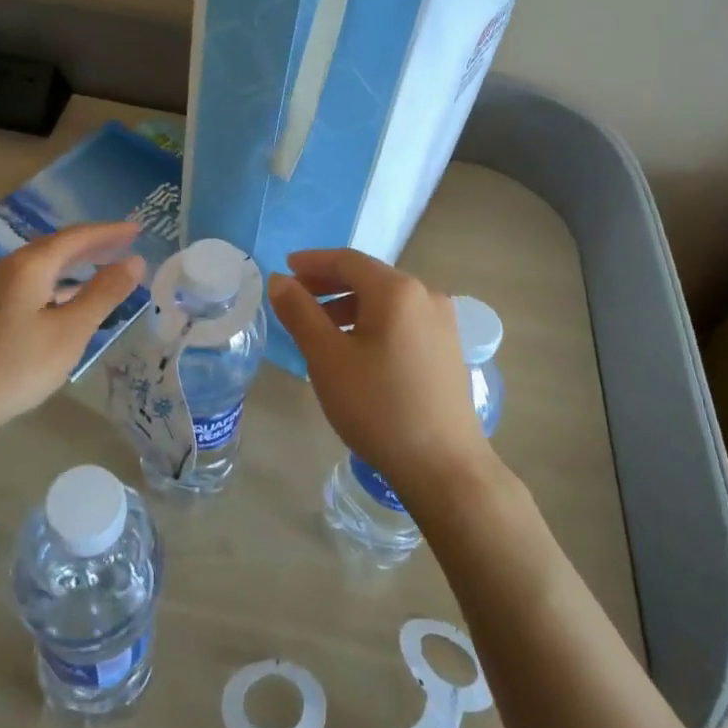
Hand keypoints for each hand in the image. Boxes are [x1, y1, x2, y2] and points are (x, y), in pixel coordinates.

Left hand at [0, 221, 144, 434]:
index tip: (138, 229)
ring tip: (108, 264)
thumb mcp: (71, 331)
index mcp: (30, 265)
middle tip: (127, 243)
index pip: (76, 237)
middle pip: (59, 245)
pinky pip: (35, 280)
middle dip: (94, 243)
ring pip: (46, 263)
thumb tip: (135, 261)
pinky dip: (61, 280)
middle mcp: (11, 267)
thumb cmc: (20, 365)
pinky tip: (75, 295)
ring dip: (78, 262)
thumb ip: (104, 293)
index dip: (109, 232)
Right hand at [268, 248, 493, 509]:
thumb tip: (280, 281)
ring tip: (319, 330)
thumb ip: (299, 313)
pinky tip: (355, 350)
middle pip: (369, 278)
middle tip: (295, 299)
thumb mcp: (327, 357)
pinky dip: (372, 323)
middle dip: (329, 285)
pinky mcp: (447, 349)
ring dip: (348, 306)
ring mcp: (442, 323)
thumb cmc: (378, 406)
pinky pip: (402, 321)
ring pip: (386, 301)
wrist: (443, 466)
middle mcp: (425, 295)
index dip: (312, 262)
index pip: (347, 261)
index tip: (284, 269)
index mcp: (397, 290)